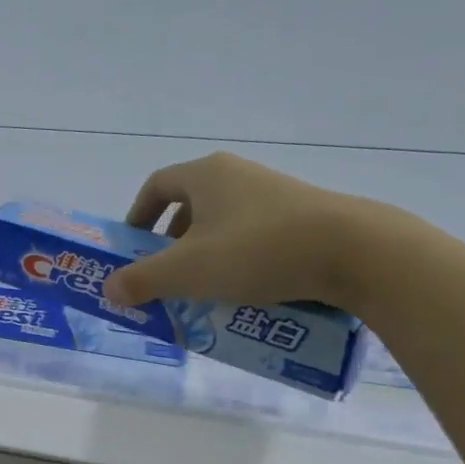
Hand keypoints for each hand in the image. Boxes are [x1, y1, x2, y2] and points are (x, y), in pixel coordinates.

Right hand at [102, 151, 367, 310]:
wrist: (355, 251)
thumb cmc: (257, 251)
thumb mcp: (188, 271)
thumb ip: (142, 280)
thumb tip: (109, 289)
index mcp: (205, 175)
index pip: (157, 186)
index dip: (138, 216)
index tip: (133, 247)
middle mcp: (238, 174)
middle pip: (189, 204)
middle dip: (171, 241)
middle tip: (166, 273)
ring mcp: (274, 193)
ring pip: (223, 221)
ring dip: (205, 252)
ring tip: (205, 287)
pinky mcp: (302, 215)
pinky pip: (254, 234)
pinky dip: (238, 257)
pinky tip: (246, 288)